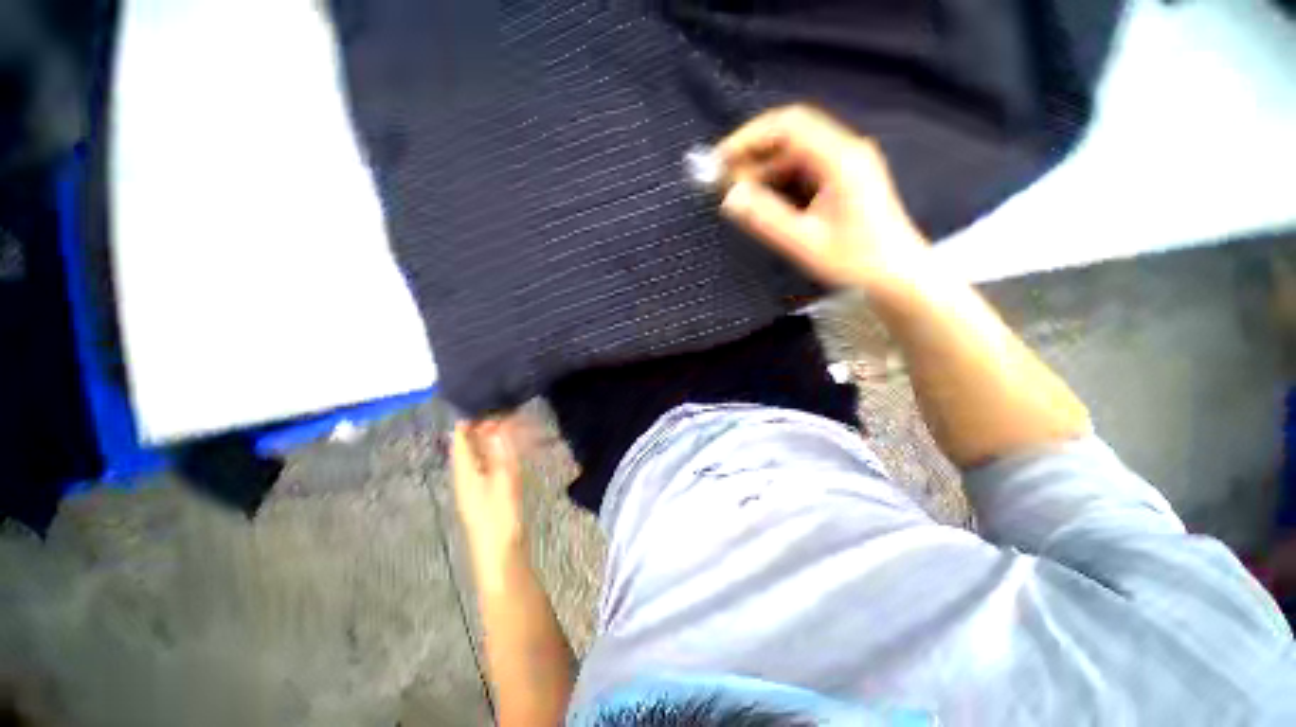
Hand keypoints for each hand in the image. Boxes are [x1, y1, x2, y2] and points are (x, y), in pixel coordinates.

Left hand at [451, 419, 524, 566]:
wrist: (501, 555)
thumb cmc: (499, 517)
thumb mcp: (503, 480)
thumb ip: (501, 452)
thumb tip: (497, 424)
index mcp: (464, 471)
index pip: (461, 438)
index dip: (471, 418)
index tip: (489, 401)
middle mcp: (466, 475)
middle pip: (470, 444)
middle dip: (486, 426)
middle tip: (507, 410)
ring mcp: (476, 485)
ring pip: (481, 454)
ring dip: (494, 439)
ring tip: (513, 424)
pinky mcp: (488, 493)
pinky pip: (491, 464)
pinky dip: (500, 452)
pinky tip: (513, 450)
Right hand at [718, 105, 930, 295]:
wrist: (897, 276)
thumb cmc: (856, 261)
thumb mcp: (805, 243)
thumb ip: (766, 219)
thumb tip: (729, 198)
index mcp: (840, 158)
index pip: (788, 125)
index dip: (749, 137)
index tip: (719, 160)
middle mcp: (844, 151)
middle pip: (790, 136)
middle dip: (752, 155)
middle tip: (723, 183)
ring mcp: (845, 165)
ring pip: (794, 154)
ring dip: (763, 170)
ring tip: (738, 195)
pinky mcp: (842, 180)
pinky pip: (802, 171)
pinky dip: (777, 181)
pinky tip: (762, 200)